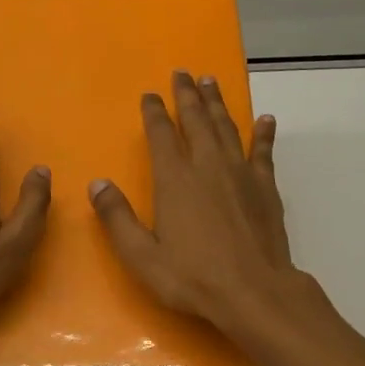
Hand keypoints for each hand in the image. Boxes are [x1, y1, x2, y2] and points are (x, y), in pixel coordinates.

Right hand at [88, 71, 302, 331]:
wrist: (254, 292)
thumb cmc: (192, 278)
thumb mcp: (142, 256)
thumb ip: (118, 219)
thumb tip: (98, 184)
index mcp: (175, 180)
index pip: (160, 135)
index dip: (153, 112)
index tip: (149, 94)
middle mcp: (208, 166)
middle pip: (196, 121)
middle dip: (187, 95)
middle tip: (183, 73)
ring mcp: (241, 174)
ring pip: (227, 128)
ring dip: (217, 104)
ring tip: (211, 82)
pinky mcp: (266, 188)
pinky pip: (263, 151)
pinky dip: (263, 134)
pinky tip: (266, 120)